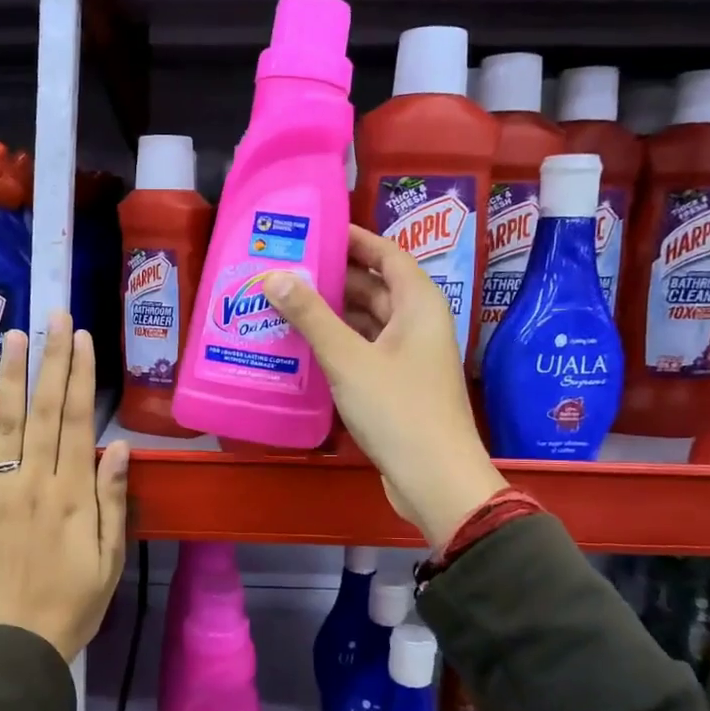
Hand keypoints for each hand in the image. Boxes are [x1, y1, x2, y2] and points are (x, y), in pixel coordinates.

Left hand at [0, 313, 130, 661]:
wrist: (14, 644)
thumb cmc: (73, 603)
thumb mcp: (110, 558)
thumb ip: (113, 500)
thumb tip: (119, 447)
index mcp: (74, 495)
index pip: (78, 422)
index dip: (80, 377)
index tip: (81, 338)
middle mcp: (35, 483)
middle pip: (45, 412)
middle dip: (51, 360)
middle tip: (53, 316)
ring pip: (7, 424)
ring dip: (12, 377)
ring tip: (15, 336)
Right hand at [264, 226, 504, 552]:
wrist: (434, 479)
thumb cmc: (397, 409)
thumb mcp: (348, 359)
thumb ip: (311, 316)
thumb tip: (275, 275)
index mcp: (418, 304)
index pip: (387, 254)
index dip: (354, 240)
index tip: (315, 231)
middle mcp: (417, 324)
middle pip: (374, 288)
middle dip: (332, 278)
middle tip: (285, 269)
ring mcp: (409, 357)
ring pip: (366, 322)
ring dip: (331, 314)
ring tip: (283, 304)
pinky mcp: (397, 386)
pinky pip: (364, 351)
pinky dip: (337, 345)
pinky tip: (302, 347)